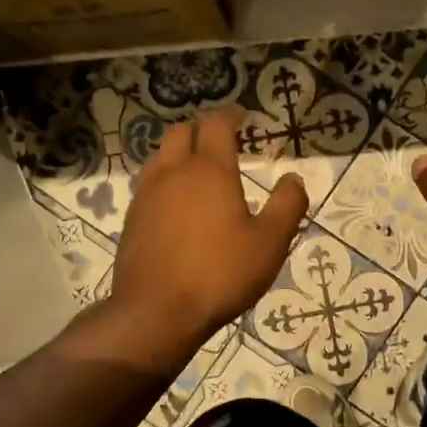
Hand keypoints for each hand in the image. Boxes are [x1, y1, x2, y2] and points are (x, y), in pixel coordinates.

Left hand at [108, 107, 307, 356]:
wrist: (157, 311)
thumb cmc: (220, 274)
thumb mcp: (269, 243)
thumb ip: (287, 206)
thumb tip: (293, 179)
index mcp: (209, 170)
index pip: (217, 124)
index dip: (232, 115)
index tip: (244, 117)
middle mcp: (173, 173)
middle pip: (181, 132)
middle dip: (202, 130)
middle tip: (221, 141)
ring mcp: (146, 196)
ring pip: (160, 157)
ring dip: (180, 154)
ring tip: (199, 172)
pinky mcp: (132, 221)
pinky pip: (149, 186)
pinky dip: (166, 182)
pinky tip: (178, 207)